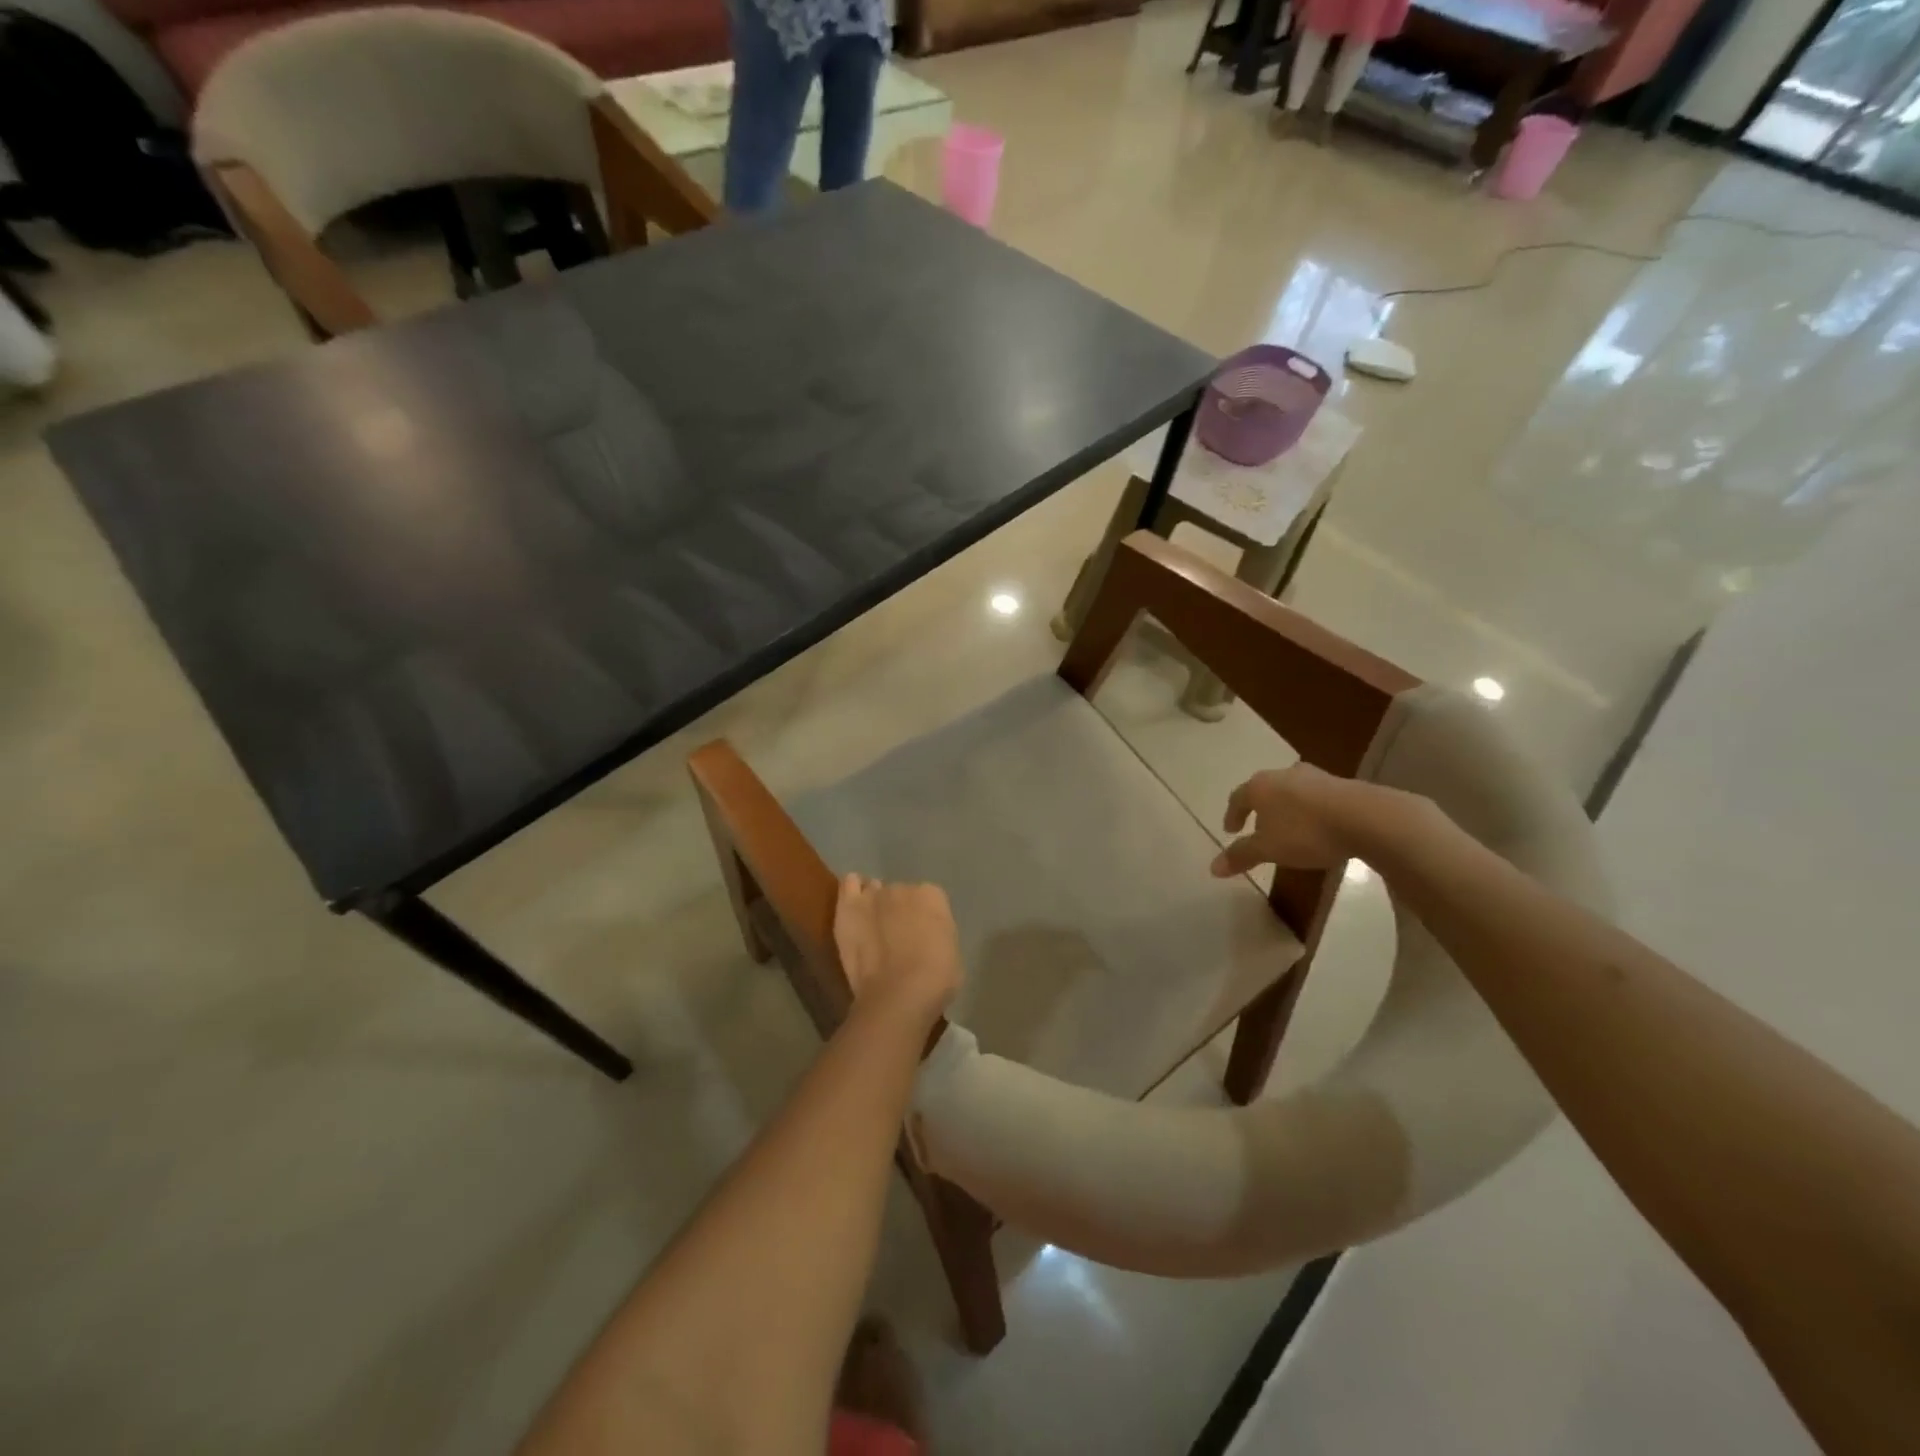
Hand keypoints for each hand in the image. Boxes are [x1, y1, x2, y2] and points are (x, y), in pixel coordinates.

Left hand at [834, 875, 963, 1023]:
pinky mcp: (848, 908)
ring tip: (872, 924)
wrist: (899, 993)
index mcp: (932, 896)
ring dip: (874, 903)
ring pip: (873, 890)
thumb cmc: (935, 978)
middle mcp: (903, 887)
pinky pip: (849, 885)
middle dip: (898, 911)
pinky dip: (851, 891)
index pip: (928, 898)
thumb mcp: (951, 952)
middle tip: (896, 935)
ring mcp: (873, 896)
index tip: (922, 935)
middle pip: (899, 894)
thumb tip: (925, 937)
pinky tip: (854, 907)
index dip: (924, 917)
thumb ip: (937, 934)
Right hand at [1211, 765, 1361, 877]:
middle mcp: (1283, 775)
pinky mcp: (1341, 784)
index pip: (1237, 798)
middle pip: (1264, 790)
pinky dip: (1310, 809)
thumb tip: (1212, 868)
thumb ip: (1241, 855)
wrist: (1366, 818)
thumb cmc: (1306, 832)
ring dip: (1286, 807)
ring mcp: (1314, 776)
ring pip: (1291, 791)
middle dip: (1259, 809)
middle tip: (1258, 828)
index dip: (1232, 815)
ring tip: (1289, 827)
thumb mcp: (1269, 849)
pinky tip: (1318, 825)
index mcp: (1260, 786)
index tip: (1231, 831)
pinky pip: (1316, 796)